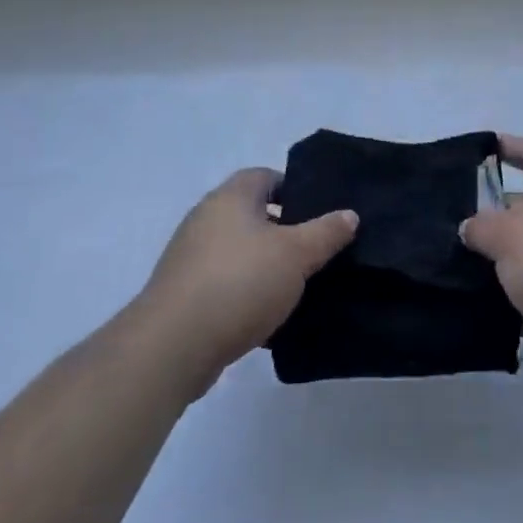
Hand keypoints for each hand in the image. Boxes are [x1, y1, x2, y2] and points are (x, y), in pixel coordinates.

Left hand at [135, 168, 356, 399]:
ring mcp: (190, 256)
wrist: (172, 345)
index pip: (267, 177)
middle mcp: (206, 217)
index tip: (320, 214)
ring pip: (239, 251)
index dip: (295, 190)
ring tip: (297, 286)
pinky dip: (244, 293)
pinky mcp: (183, 293)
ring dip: (264, 265)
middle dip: (284, 231)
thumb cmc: (239, 283)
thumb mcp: (296, 255)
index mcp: (231, 196)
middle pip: (253, 214)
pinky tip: (266, 316)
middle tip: (315, 251)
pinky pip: (224, 282)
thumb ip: (326, 232)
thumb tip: (349, 214)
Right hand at [460, 134, 522, 396]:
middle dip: (492, 211)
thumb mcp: (508, 233)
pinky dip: (508, 299)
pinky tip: (476, 304)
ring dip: (497, 259)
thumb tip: (470, 228)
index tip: (482, 148)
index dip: (511, 146)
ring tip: (454, 263)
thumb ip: (482, 225)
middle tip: (453, 218)